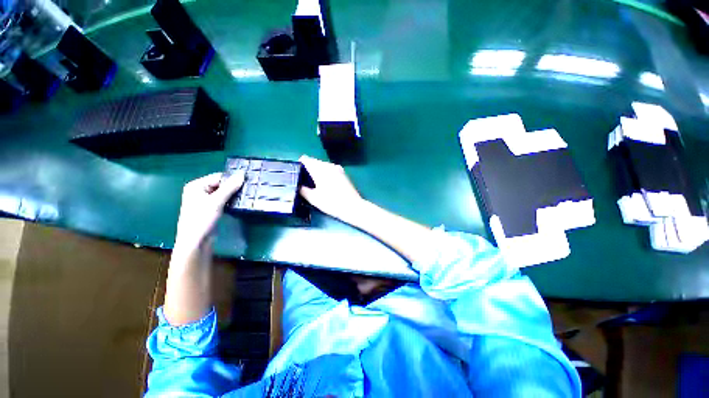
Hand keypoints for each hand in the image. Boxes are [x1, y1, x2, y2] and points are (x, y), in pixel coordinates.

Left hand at [174, 171, 244, 250]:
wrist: (195, 243)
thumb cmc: (201, 219)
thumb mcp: (216, 201)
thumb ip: (229, 187)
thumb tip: (242, 175)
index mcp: (196, 186)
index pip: (218, 177)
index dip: (232, 180)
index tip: (247, 182)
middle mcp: (199, 191)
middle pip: (220, 185)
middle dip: (233, 187)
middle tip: (247, 190)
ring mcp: (204, 201)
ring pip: (222, 193)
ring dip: (232, 195)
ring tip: (245, 196)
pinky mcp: (210, 209)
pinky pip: (222, 201)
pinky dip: (230, 201)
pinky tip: (238, 203)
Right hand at [299, 155, 362, 218]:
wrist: (353, 208)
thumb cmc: (333, 203)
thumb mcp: (314, 198)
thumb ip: (302, 189)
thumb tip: (297, 184)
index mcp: (321, 168)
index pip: (305, 159)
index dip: (299, 166)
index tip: (296, 175)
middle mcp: (329, 165)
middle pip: (314, 162)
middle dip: (307, 170)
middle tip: (303, 183)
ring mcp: (338, 168)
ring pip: (322, 166)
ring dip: (316, 173)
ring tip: (313, 186)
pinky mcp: (343, 174)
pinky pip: (329, 170)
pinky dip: (324, 175)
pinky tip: (324, 186)